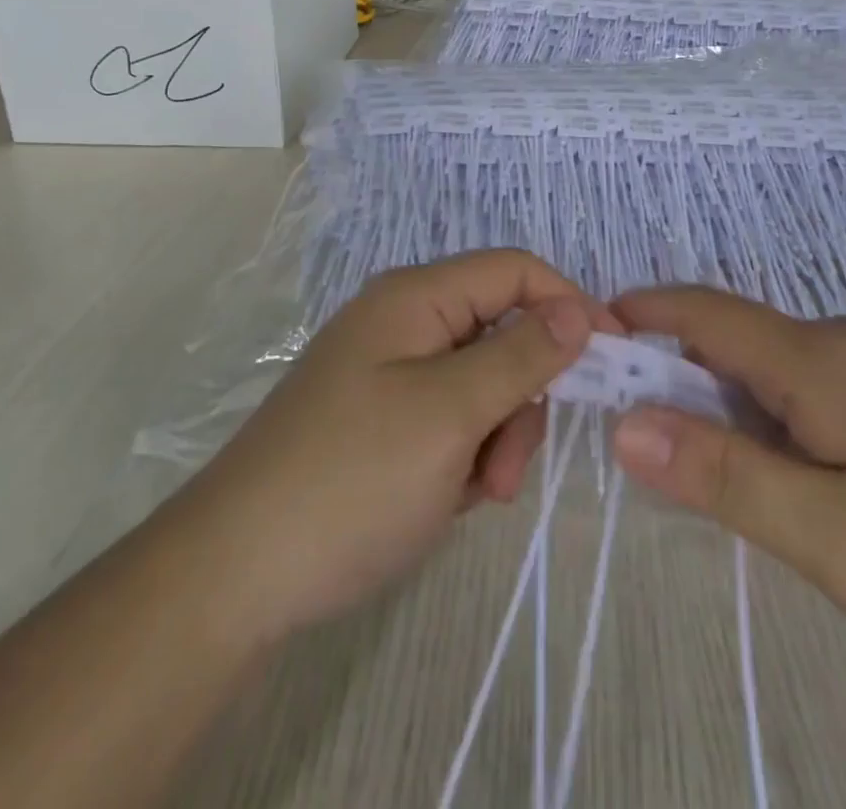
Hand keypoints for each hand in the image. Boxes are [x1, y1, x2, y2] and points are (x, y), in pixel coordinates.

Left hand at [170, 250, 609, 646]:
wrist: (234, 575)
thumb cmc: (352, 479)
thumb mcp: (450, 414)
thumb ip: (520, 356)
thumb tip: (576, 310)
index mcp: (415, 297)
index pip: (514, 271)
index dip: (568, 303)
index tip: (611, 358)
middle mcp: (403, 321)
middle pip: (500, 331)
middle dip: (521, 395)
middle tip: (507, 466)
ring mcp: (389, 372)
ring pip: (481, 382)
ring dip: (495, 435)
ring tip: (474, 493)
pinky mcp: (380, 418)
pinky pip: (450, 418)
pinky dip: (464, 455)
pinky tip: (444, 498)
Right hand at [608, 286, 845, 705]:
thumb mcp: (831, 537)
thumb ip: (723, 472)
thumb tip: (625, 424)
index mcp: (816, 360)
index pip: (702, 310)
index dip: (637, 314)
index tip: (581, 341)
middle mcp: (838, 346)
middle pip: (727, 334)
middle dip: (664, 363)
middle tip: (616, 419)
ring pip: (762, 365)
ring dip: (709, 393)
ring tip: (675, 451)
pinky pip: (797, 389)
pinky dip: (753, 412)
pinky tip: (761, 466)